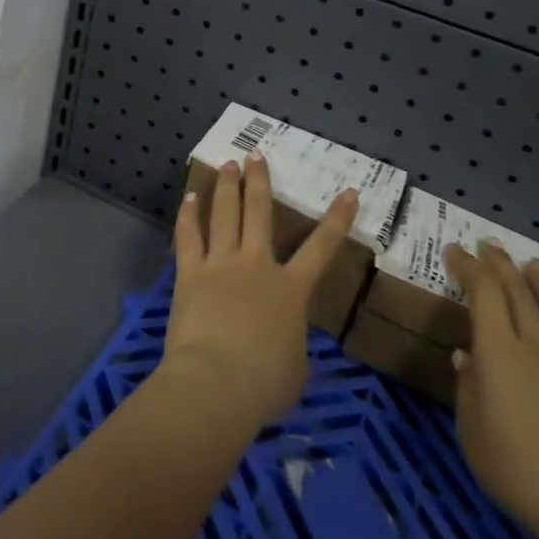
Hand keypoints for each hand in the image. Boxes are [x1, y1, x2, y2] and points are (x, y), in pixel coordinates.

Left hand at [163, 152, 358, 431]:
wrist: (217, 382)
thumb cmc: (265, 383)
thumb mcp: (296, 369)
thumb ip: (293, 346)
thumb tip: (285, 345)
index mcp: (291, 290)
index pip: (322, 248)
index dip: (338, 219)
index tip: (349, 192)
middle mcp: (257, 265)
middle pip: (259, 212)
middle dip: (259, 180)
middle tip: (256, 155)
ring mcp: (221, 265)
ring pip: (224, 214)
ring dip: (226, 186)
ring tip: (227, 164)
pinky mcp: (190, 273)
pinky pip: (189, 236)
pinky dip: (189, 215)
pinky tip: (189, 197)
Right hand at [444, 240, 538, 538]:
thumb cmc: (512, 468)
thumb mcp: (469, 428)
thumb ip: (467, 387)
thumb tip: (466, 357)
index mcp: (499, 353)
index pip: (484, 295)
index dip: (469, 269)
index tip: (454, 252)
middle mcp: (536, 349)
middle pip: (520, 295)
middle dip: (501, 266)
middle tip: (489, 246)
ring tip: (534, 266)